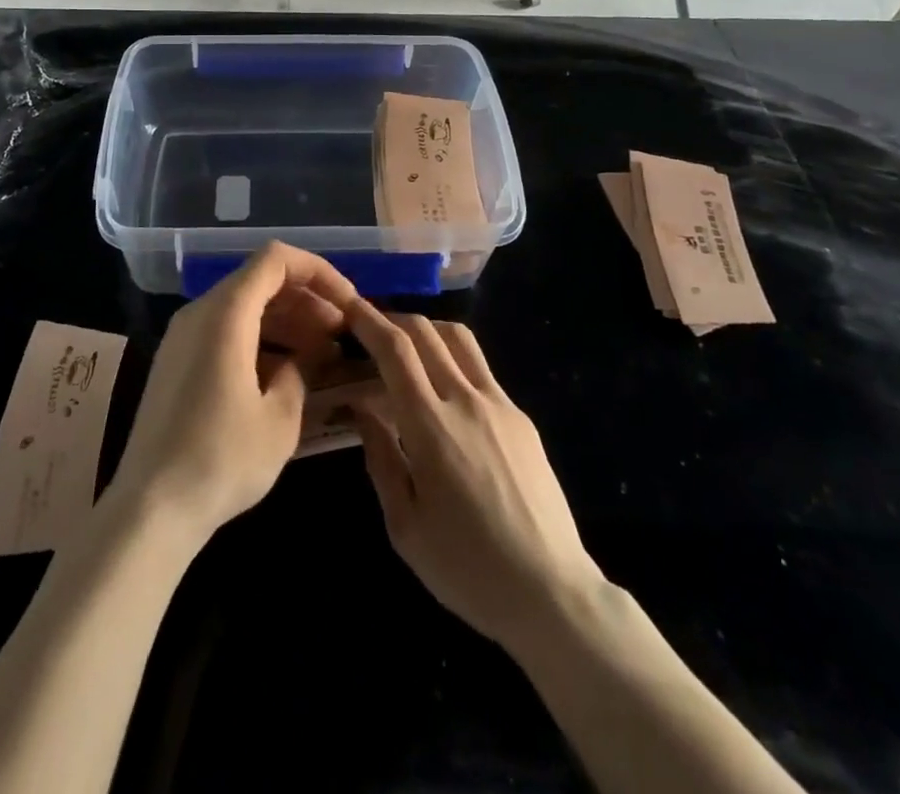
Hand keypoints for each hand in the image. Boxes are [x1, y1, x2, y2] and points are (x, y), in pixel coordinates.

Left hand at [104, 243, 358, 545]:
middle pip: (260, 280)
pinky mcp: (177, 362)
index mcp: (225, 313)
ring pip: (243, 306)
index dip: (318, 271)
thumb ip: (304, 370)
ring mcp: (183, 336)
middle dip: (306, 299)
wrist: (150, 509)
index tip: (348, 304)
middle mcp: (200, 312)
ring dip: (285, 320)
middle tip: (341, 334)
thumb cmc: (221, 459)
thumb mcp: (280, 417)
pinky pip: (225, 331)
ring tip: (321, 354)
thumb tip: (317, 351)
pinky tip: (284, 374)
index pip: (276, 259)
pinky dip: (260, 339)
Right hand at [347, 304, 603, 652]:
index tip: (348, 307)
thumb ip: (380, 457)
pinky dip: (452, 360)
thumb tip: (362, 407)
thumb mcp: (404, 525)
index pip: (395, 349)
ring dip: (427, 329)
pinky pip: (480, 369)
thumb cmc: (467, 568)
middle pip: (426, 331)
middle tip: (369, 327)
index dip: (368, 320)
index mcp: (431, 425)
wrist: (551, 593)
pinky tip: (443, 391)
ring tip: (406, 348)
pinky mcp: (521, 417)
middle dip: (392, 318)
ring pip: (459, 339)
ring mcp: (500, 404)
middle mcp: (466, 400)